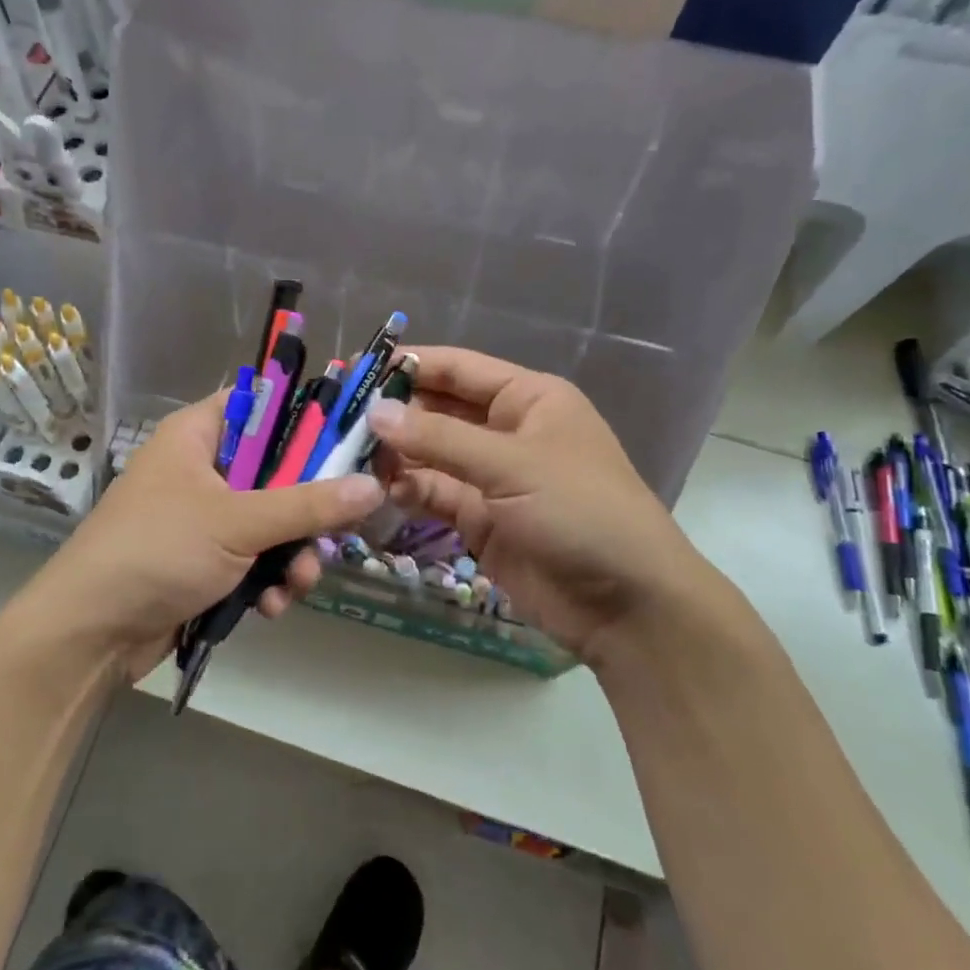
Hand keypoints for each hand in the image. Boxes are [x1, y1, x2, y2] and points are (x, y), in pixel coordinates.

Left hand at [24, 391, 384, 679]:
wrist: (91, 632)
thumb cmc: (159, 550)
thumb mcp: (237, 522)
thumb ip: (307, 504)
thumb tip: (374, 486)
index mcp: (199, 435)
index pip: (264, 406)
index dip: (308, 421)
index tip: (352, 444)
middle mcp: (203, 469)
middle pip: (278, 471)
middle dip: (307, 511)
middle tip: (335, 531)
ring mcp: (204, 518)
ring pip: (272, 522)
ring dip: (292, 555)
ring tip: (297, 584)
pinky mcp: (205, 561)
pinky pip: (254, 559)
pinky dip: (268, 581)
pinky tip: (270, 608)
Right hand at [366, 347, 718, 665]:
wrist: (627, 604)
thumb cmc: (580, 511)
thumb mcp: (511, 465)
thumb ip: (439, 440)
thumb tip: (375, 414)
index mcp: (528, 399)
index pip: (458, 369)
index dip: (411, 365)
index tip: (358, 368)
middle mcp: (507, 431)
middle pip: (439, 411)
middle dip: (395, 414)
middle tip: (342, 420)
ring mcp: (492, 477)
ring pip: (431, 455)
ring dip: (396, 455)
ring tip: (351, 458)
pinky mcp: (480, 519)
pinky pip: (434, 493)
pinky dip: (408, 490)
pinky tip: (380, 491)